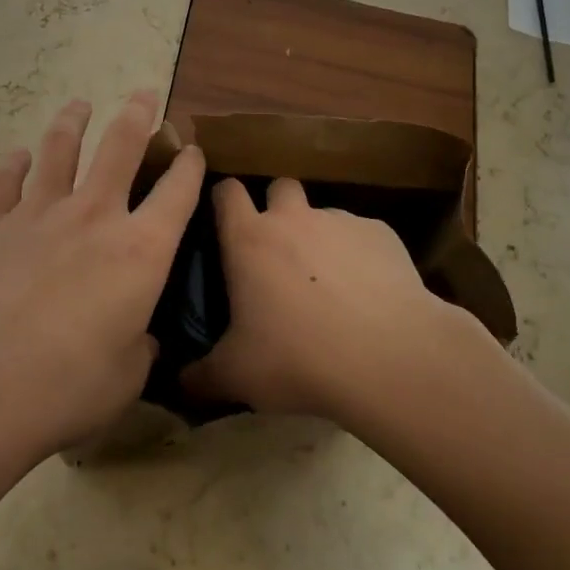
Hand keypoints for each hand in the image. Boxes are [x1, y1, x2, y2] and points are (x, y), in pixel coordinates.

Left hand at [0, 92, 203, 473]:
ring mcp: (38, 215)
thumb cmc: (65, 389)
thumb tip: (139, 335)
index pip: (178, 191)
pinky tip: (16, 156)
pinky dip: (11, 164)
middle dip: (139, 114)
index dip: (190, 165)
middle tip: (145, 95)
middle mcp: (94, 216)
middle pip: (121, 146)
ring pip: (59, 149)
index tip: (193, 149)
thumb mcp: (127, 376)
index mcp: (141, 249)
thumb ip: (140, 345)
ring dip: (72, 121)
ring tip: (79, 105)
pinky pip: (3, 181)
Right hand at [181, 178, 482, 427]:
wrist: (388, 357)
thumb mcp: (237, 376)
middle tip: (279, 252)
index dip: (223, 200)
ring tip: (330, 284)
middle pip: (279, 188)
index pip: (227, 191)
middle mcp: (293, 218)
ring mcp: (341, 221)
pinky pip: (363, 236)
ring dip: (320, 237)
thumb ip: (202, 375)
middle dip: (277, 209)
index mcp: (249, 239)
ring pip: (324, 214)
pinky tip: (370, 294)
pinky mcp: (381, 234)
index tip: (224, 221)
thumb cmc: (298, 358)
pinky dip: (360, 256)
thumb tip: (181, 381)